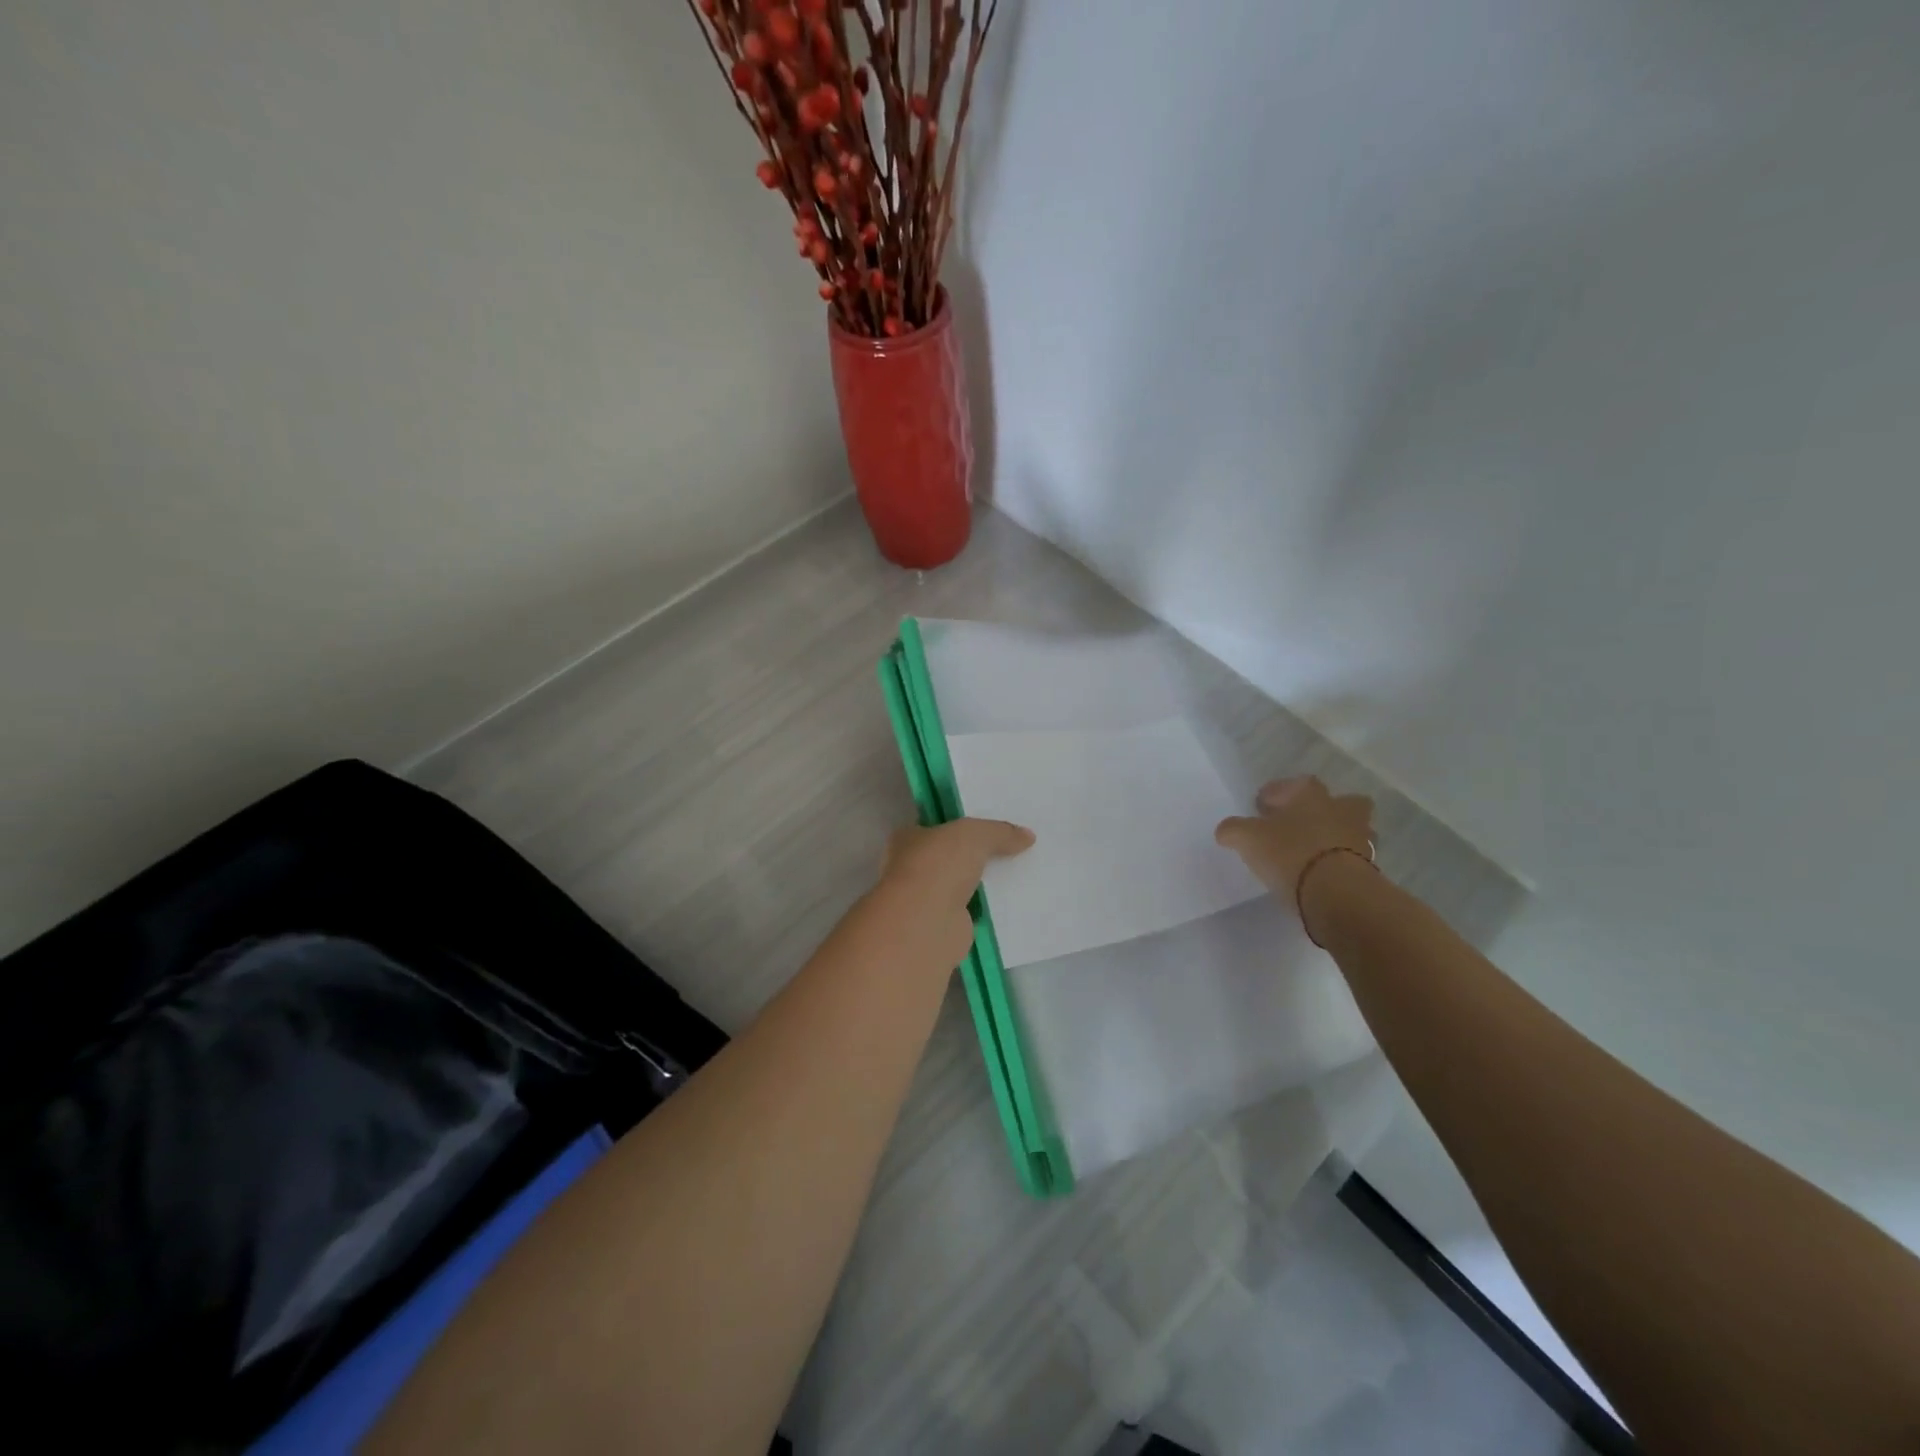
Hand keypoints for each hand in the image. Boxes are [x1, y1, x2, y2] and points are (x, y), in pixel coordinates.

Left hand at [876, 818, 1035, 967]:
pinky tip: (1013, 903)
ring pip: (962, 885)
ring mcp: (928, 899)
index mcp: (908, 839)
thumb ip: (1000, 832)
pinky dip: (988, 909)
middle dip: (977, 855)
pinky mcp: (945, 925)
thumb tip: (1027, 835)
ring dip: (984, 883)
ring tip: (1020, 874)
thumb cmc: (939, 866)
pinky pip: (973, 911)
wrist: (927, 924)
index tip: (992, 825)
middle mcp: (913, 868)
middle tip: (1014, 848)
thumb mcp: (974, 835)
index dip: (962, 824)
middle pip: (952, 856)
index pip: (937, 826)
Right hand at [1215, 777, 1374, 912]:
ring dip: (1337, 837)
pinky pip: (1354, 859)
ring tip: (1312, 854)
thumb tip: (1225, 830)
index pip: (1296, 784)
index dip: (1278, 794)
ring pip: (1352, 830)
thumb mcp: (1247, 838)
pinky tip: (1321, 876)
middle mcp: (1341, 810)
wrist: (1336, 893)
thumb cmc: (1290, 853)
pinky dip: (1341, 864)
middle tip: (1301, 825)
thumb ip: (1234, 830)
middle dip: (1324, 810)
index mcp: (1312, 795)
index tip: (1262, 807)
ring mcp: (1360, 839)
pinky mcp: (1370, 868)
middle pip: (1341, 802)